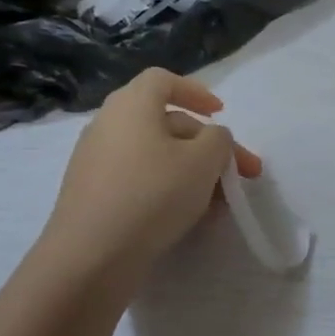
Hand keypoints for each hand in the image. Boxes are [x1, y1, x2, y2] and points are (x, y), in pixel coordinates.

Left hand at [39, 70, 260, 286]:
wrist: (91, 255)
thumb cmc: (153, 194)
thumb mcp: (204, 161)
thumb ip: (219, 140)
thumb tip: (212, 138)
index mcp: (132, 106)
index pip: (164, 80)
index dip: (196, 92)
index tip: (221, 114)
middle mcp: (109, 125)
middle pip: (167, 123)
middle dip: (210, 146)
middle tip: (242, 173)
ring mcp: (97, 160)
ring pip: (157, 155)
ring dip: (194, 171)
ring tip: (221, 202)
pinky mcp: (94, 193)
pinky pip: (140, 178)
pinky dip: (169, 188)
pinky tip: (191, 216)